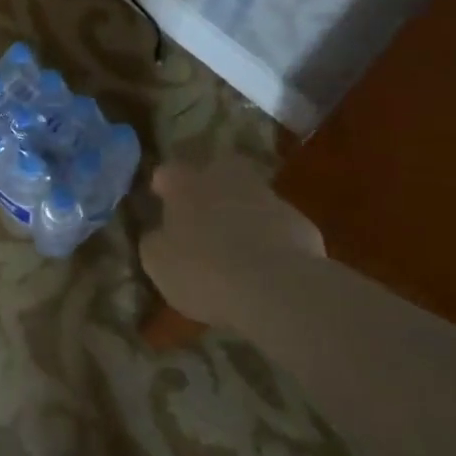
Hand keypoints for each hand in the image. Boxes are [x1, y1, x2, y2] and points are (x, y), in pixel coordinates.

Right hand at [141, 156, 326, 330]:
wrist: (276, 287)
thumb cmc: (203, 270)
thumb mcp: (159, 263)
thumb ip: (155, 242)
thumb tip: (157, 234)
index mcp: (186, 184)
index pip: (169, 171)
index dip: (164, 185)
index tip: (160, 198)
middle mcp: (225, 179)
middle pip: (216, 168)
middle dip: (210, 183)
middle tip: (204, 209)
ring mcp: (267, 197)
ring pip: (250, 195)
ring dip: (243, 210)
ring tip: (238, 242)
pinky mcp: (299, 223)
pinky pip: (277, 224)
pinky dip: (270, 237)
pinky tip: (267, 264)